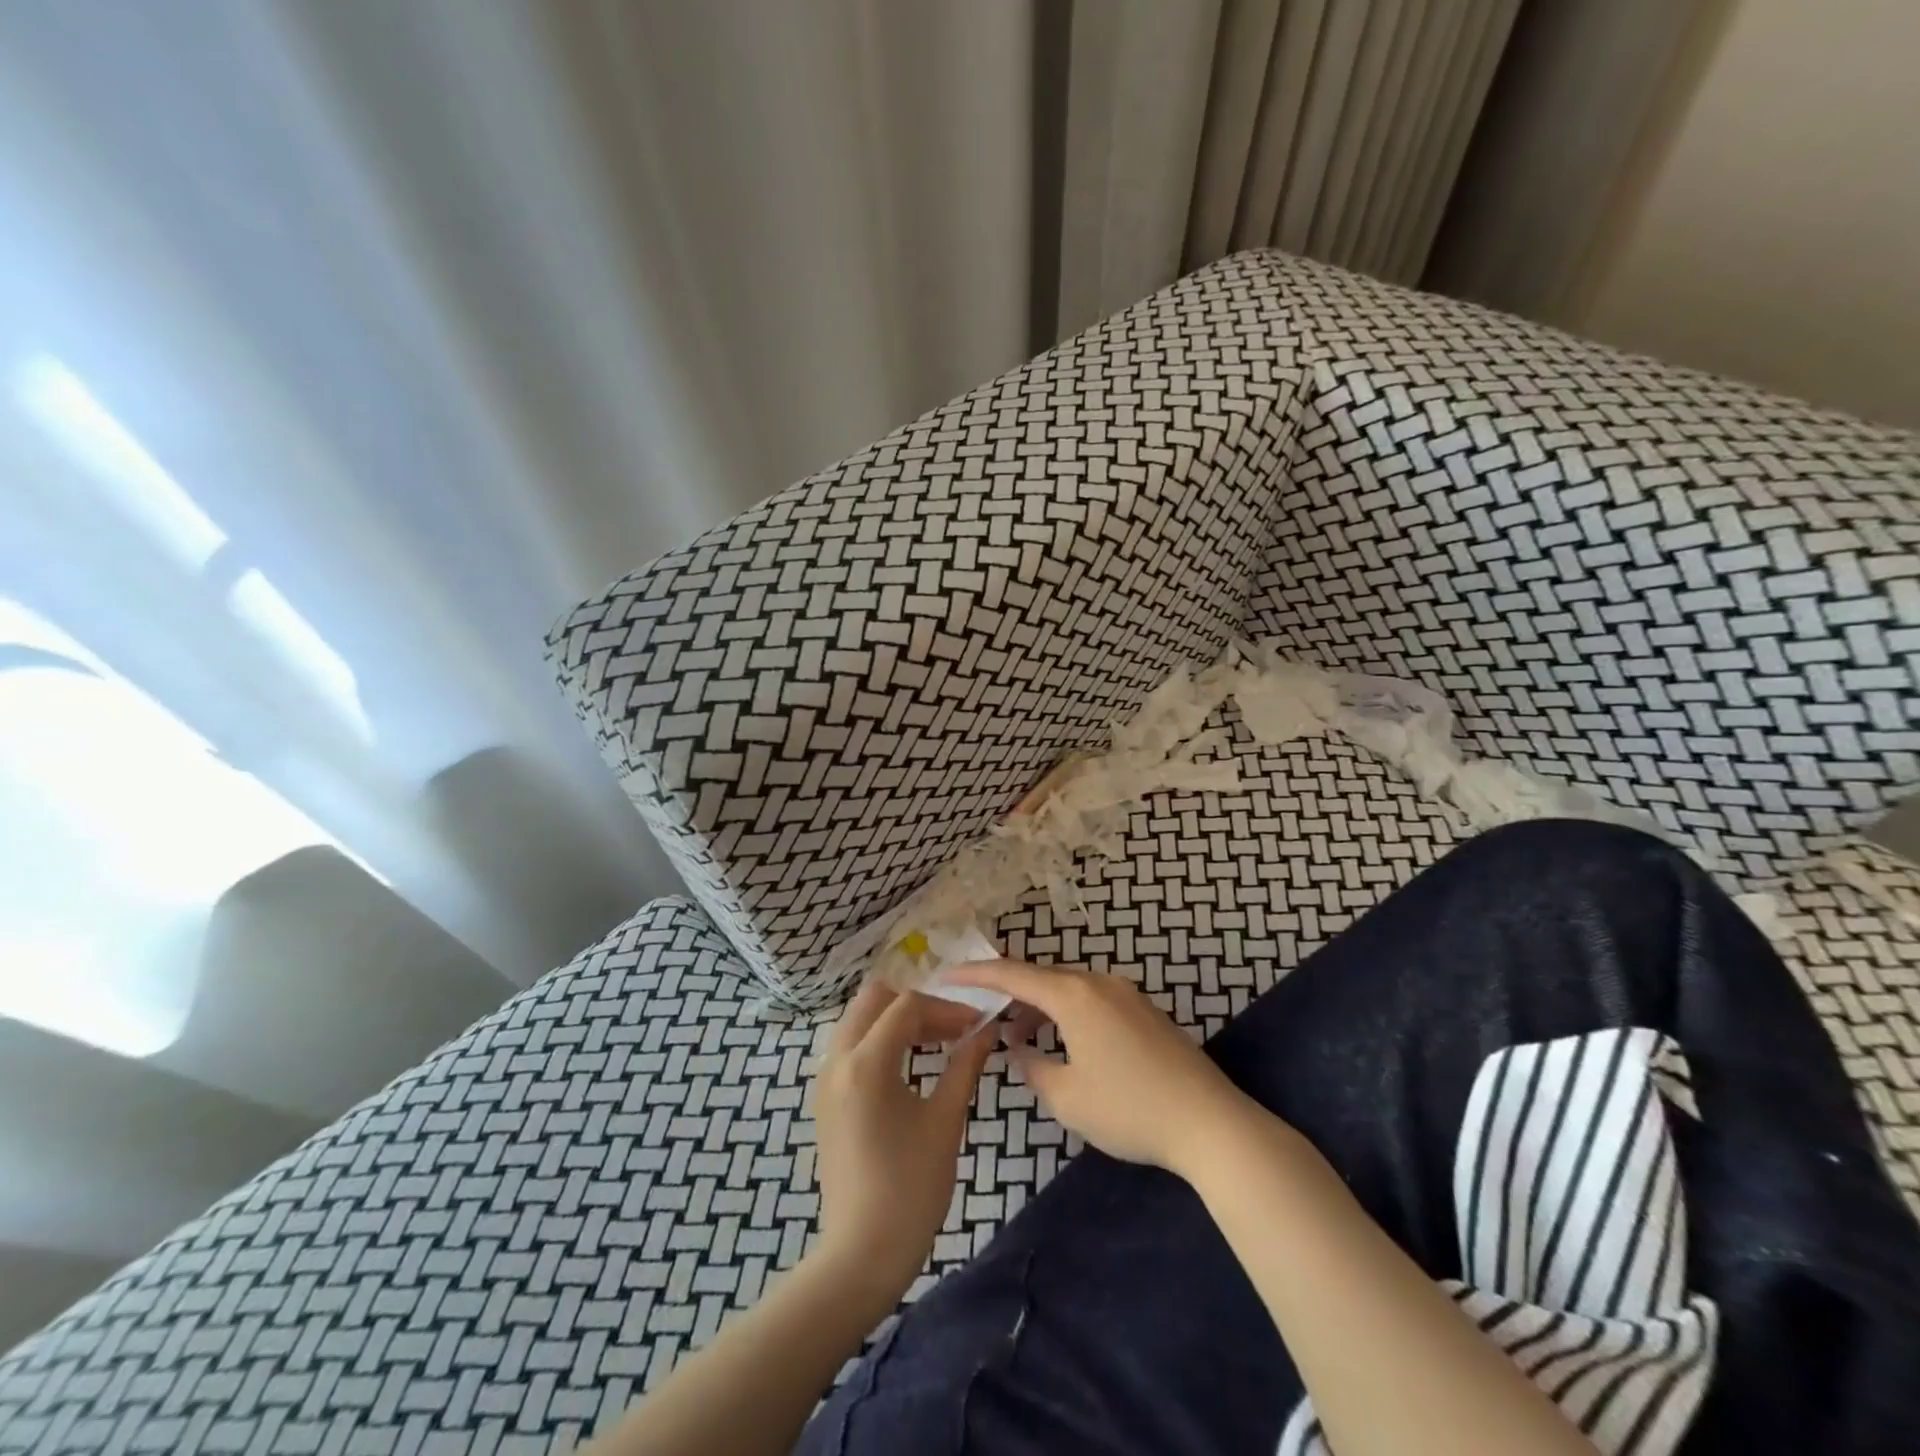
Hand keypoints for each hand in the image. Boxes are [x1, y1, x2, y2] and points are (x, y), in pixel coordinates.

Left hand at [811, 981, 994, 1303]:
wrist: (862, 1253)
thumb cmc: (911, 1188)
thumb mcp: (945, 1121)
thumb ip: (965, 1066)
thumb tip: (986, 1031)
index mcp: (866, 1062)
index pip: (907, 1006)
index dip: (946, 1008)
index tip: (976, 1025)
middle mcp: (837, 1060)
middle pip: (874, 999)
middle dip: (916, 1004)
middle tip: (952, 1027)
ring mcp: (826, 1078)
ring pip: (859, 1019)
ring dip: (896, 1019)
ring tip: (936, 1041)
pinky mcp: (825, 1097)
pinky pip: (851, 1044)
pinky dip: (879, 1039)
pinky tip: (909, 1063)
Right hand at [950, 959, 1248, 1178]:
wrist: (1208, 1122)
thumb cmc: (1129, 1109)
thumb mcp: (1067, 1097)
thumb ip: (1033, 1068)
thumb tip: (1019, 1049)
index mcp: (1074, 995)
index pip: (1013, 975)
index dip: (976, 974)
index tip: (947, 975)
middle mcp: (1099, 982)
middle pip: (1041, 978)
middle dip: (1009, 995)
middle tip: (983, 1017)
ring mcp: (1126, 994)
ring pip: (1068, 989)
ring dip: (1039, 1008)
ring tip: (1019, 1038)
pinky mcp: (1144, 1011)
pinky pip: (1091, 1000)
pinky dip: (1066, 1014)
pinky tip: (1064, 1045)